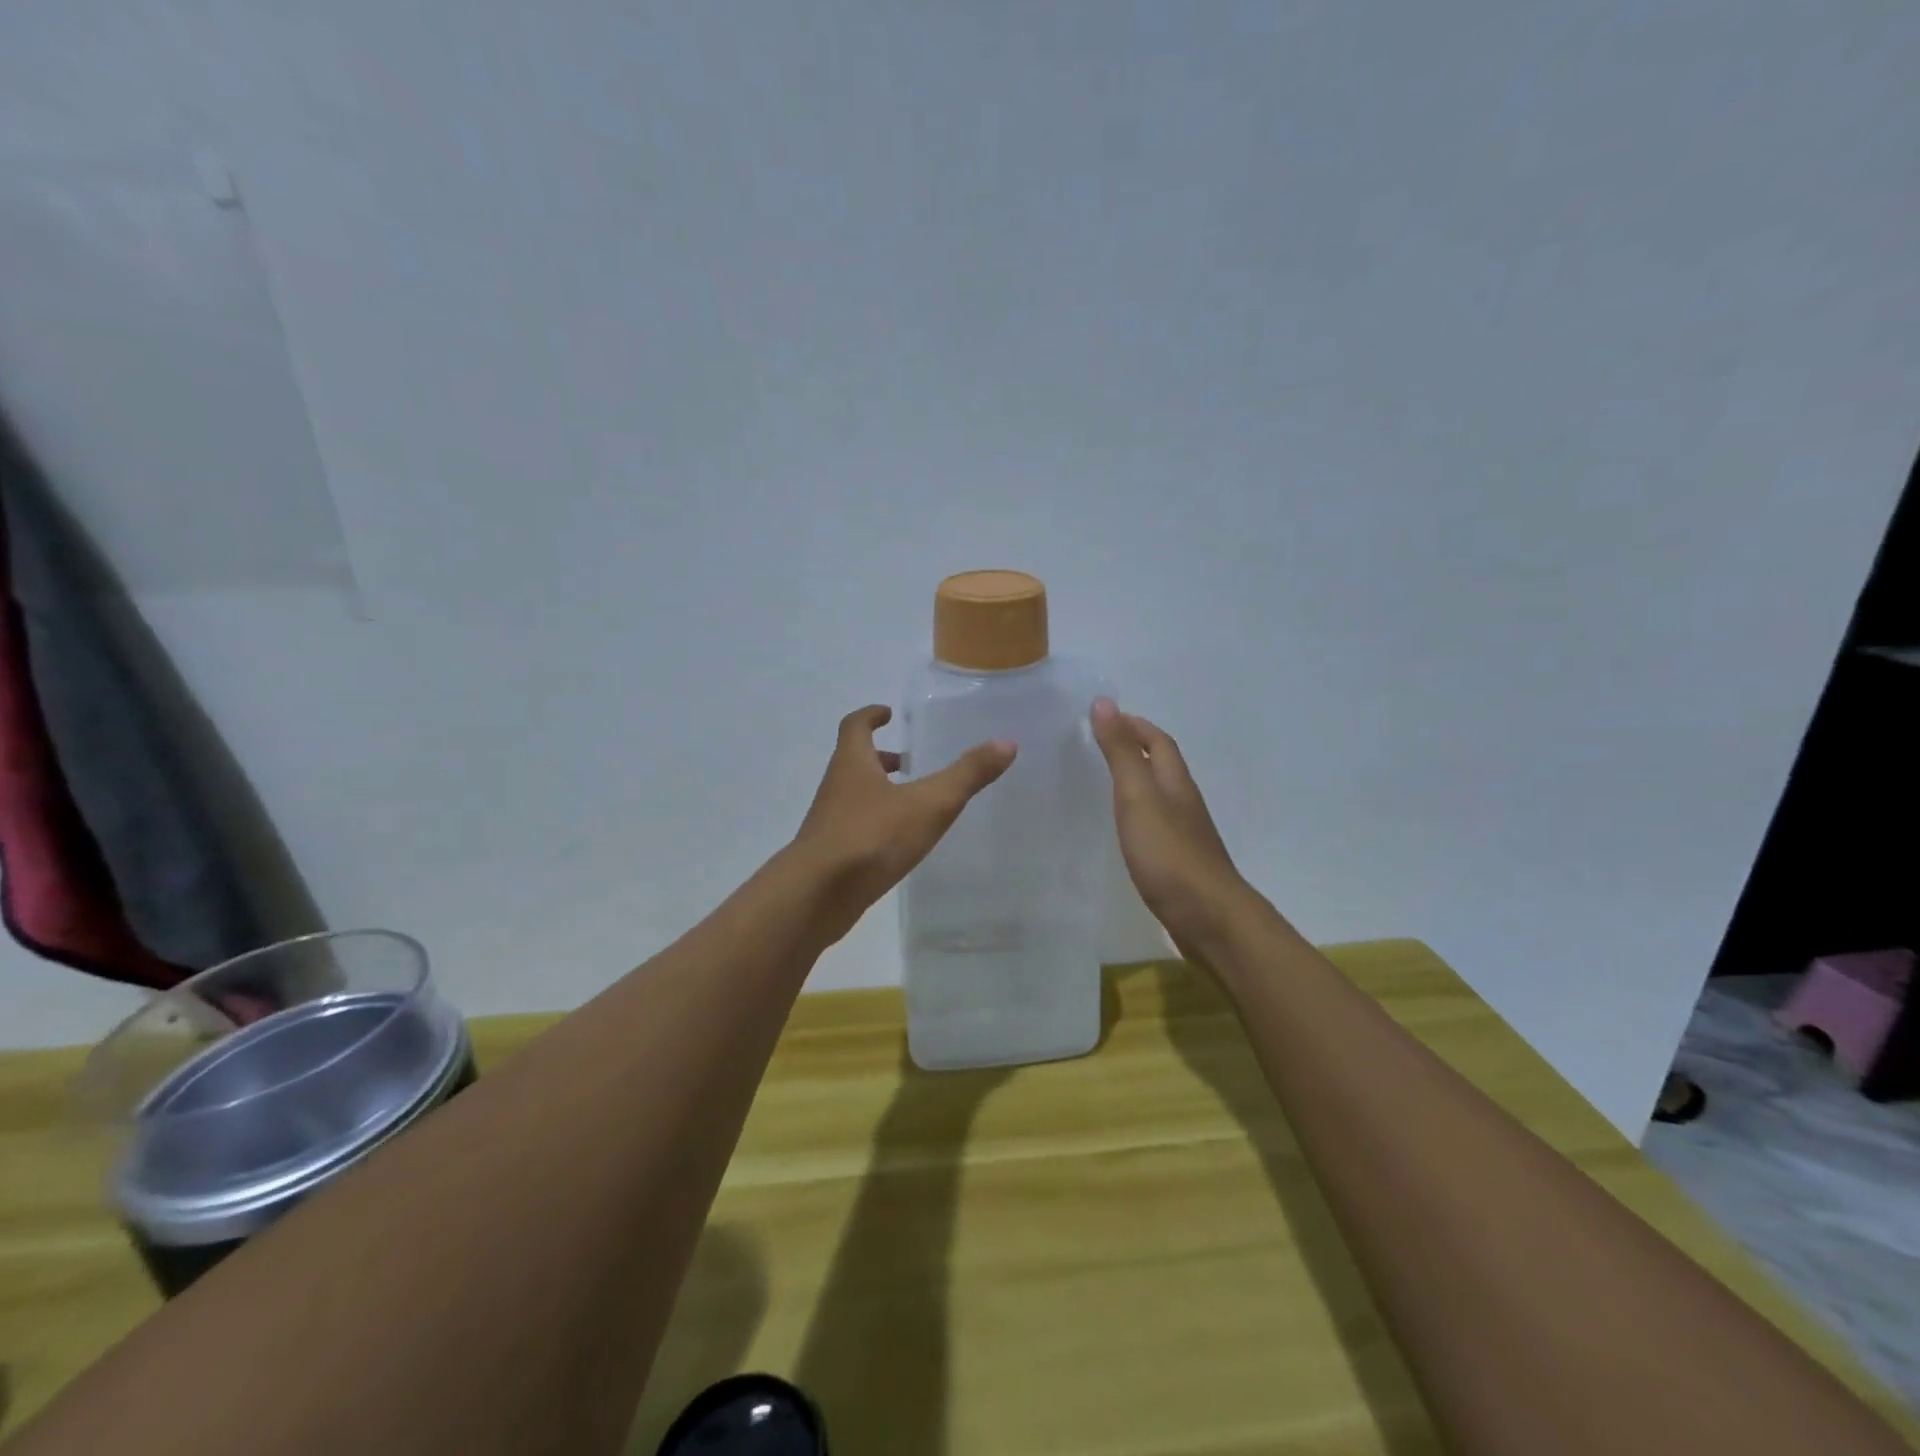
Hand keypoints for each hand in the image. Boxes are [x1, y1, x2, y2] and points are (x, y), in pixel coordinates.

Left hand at [792, 705, 1015, 943]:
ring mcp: (828, 823)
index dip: (870, 716)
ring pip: (853, 797)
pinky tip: (896, 845)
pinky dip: (874, 826)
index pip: (855, 726)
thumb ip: (967, 774)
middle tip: (908, 762)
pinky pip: (853, 829)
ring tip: (910, 804)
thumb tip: (1006, 743)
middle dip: (880, 758)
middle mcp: (835, 787)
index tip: (886, 713)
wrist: (817, 895)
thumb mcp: (930, 803)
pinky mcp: (829, 855)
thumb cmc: (872, 837)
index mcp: (853, 763)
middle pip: (853, 762)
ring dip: (877, 792)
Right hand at [1090, 698, 1253, 957]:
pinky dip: (1138, 814)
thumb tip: (1104, 703)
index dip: (1134, 725)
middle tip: (1098, 745)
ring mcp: (1185, 835)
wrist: (1208, 918)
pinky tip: (1123, 829)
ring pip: (1160, 796)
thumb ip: (1121, 753)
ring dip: (1137, 781)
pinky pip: (1156, 825)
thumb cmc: (1169, 853)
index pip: (1159, 741)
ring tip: (1104, 781)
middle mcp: (1184, 803)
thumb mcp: (1138, 797)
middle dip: (1136, 749)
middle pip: (1163, 766)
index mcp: (1176, 783)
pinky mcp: (1178, 863)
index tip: (1103, 717)